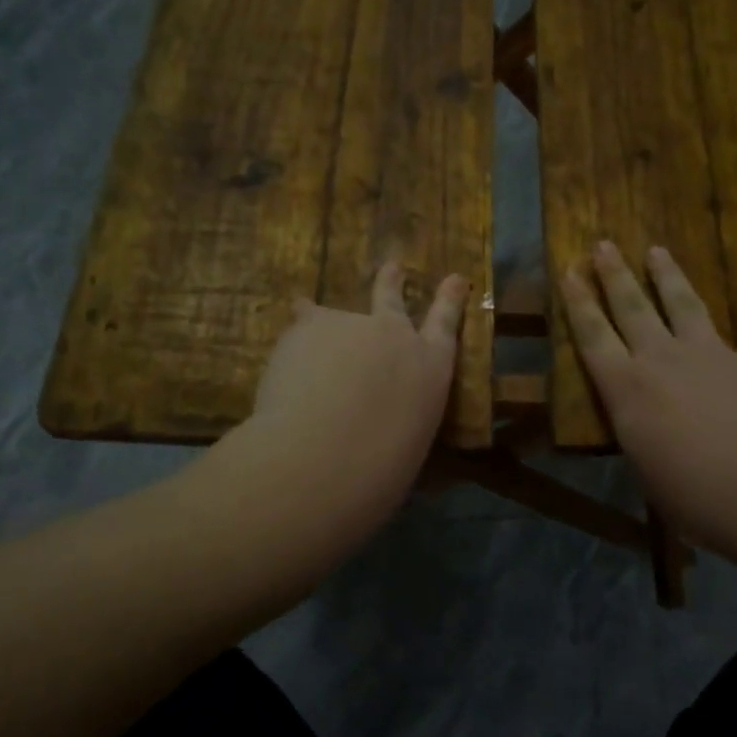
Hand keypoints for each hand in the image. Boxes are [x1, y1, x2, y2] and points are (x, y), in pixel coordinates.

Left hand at [240, 261, 468, 538]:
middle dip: (391, 281)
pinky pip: (298, 328)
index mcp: (430, 369)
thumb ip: (398, 422)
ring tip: (305, 325)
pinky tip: (281, 366)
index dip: (449, 300)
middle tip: (392, 265)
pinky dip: (291, 345)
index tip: (455, 278)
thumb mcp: (406, 448)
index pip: (446, 326)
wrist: (324, 457)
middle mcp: (395, 336)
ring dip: (321, 323)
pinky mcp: (311, 323)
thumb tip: (384, 427)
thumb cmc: (378, 471)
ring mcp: (352, 324)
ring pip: (331, 316)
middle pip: (392, 298)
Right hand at [560, 242, 736, 552]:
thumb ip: (643, 440)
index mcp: (628, 390)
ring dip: (669, 277)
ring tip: (657, 250)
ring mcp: (714, 356)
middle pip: (633, 308)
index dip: (578, 302)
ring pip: (685, 305)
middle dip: (614, 275)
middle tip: (603, 245)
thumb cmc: (700, 499)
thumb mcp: (650, 475)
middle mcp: (664, 361)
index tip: (568, 270)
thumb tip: (643, 430)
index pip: (593, 337)